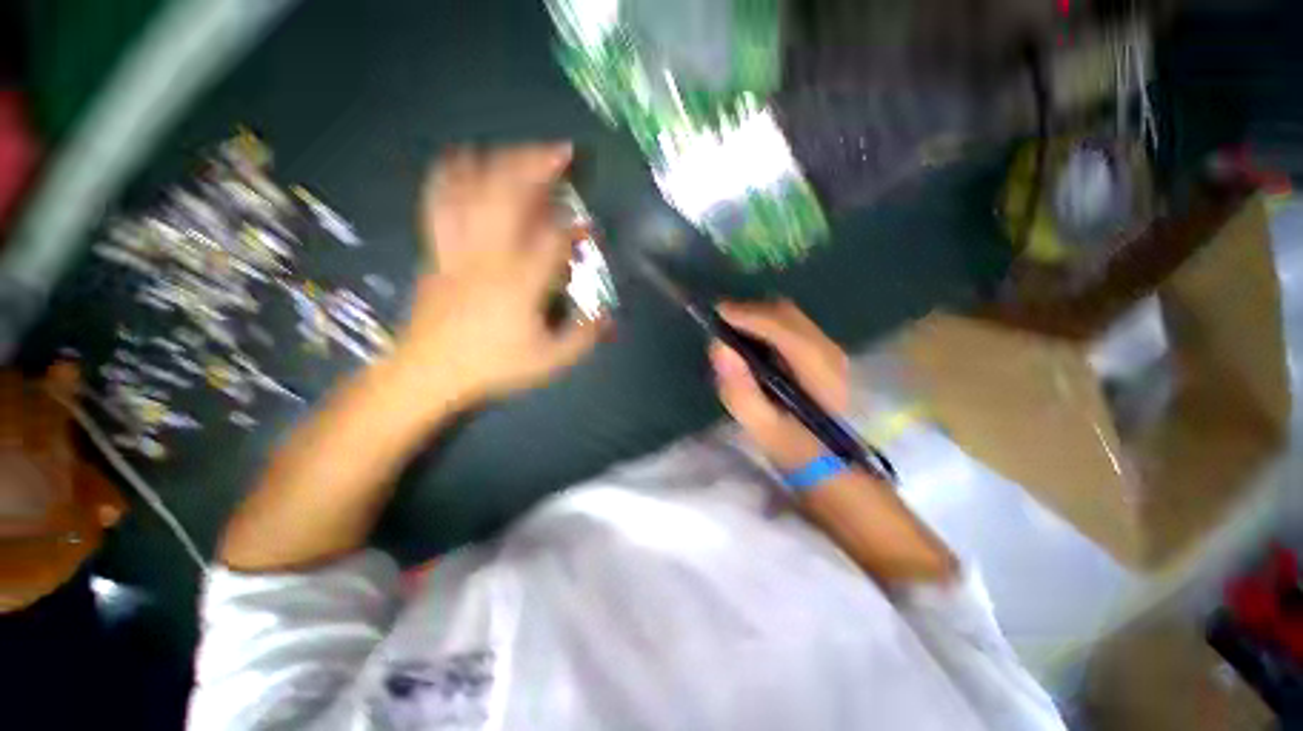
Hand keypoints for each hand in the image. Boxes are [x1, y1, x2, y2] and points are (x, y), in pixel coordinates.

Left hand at [393, 143, 603, 403]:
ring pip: (475, 191)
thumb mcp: (549, 360)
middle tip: (562, 151)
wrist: (430, 372)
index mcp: (520, 283)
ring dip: (500, 163)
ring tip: (520, 149)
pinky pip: (440, 202)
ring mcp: (458, 247)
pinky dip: (450, 175)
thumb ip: (584, 337)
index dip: (577, 229)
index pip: (554, 240)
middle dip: (539, 167)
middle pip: (511, 195)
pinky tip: (461, 158)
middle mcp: (489, 255)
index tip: (591, 228)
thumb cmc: (494, 366)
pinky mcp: (436, 249)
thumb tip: (607, 316)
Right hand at [709, 300, 848, 470]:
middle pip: (786, 313)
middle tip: (719, 320)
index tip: (716, 313)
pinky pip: (790, 325)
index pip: (782, 328)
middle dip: (750, 311)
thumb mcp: (761, 425)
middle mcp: (829, 351)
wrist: (831, 462)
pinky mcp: (823, 353)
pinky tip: (751, 339)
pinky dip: (766, 324)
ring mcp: (830, 350)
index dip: (748, 315)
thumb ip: (739, 388)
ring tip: (731, 327)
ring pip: (789, 316)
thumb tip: (719, 346)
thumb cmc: (795, 448)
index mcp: (818, 371)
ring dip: (757, 316)